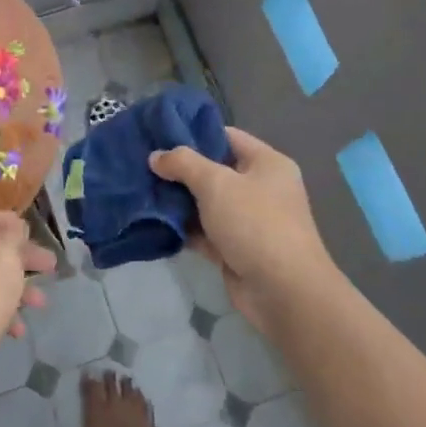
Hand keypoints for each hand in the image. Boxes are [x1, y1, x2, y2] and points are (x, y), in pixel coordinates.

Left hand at [0, 212, 56, 380]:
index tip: (32, 227)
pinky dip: (6, 314)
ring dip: (20, 290)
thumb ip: (12, 236)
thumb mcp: (5, 256)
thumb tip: (14, 225)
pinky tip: (18, 330)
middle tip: (51, 266)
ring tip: (41, 303)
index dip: (11, 221)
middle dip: (24, 258)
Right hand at [151, 127, 336, 332]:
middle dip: (180, 171)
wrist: (283, 292)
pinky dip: (184, 228)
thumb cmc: (254, 223)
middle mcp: (260, 188)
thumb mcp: (216, 183)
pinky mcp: (236, 249)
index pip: (226, 137)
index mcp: (267, 163)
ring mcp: (248, 221)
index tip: (159, 135)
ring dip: (179, 201)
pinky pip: (205, 232)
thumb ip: (183, 164)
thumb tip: (156, 156)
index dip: (194, 134)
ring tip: (142, 191)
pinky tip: (154, 222)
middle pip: (214, 171)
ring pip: (206, 203)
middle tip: (144, 165)